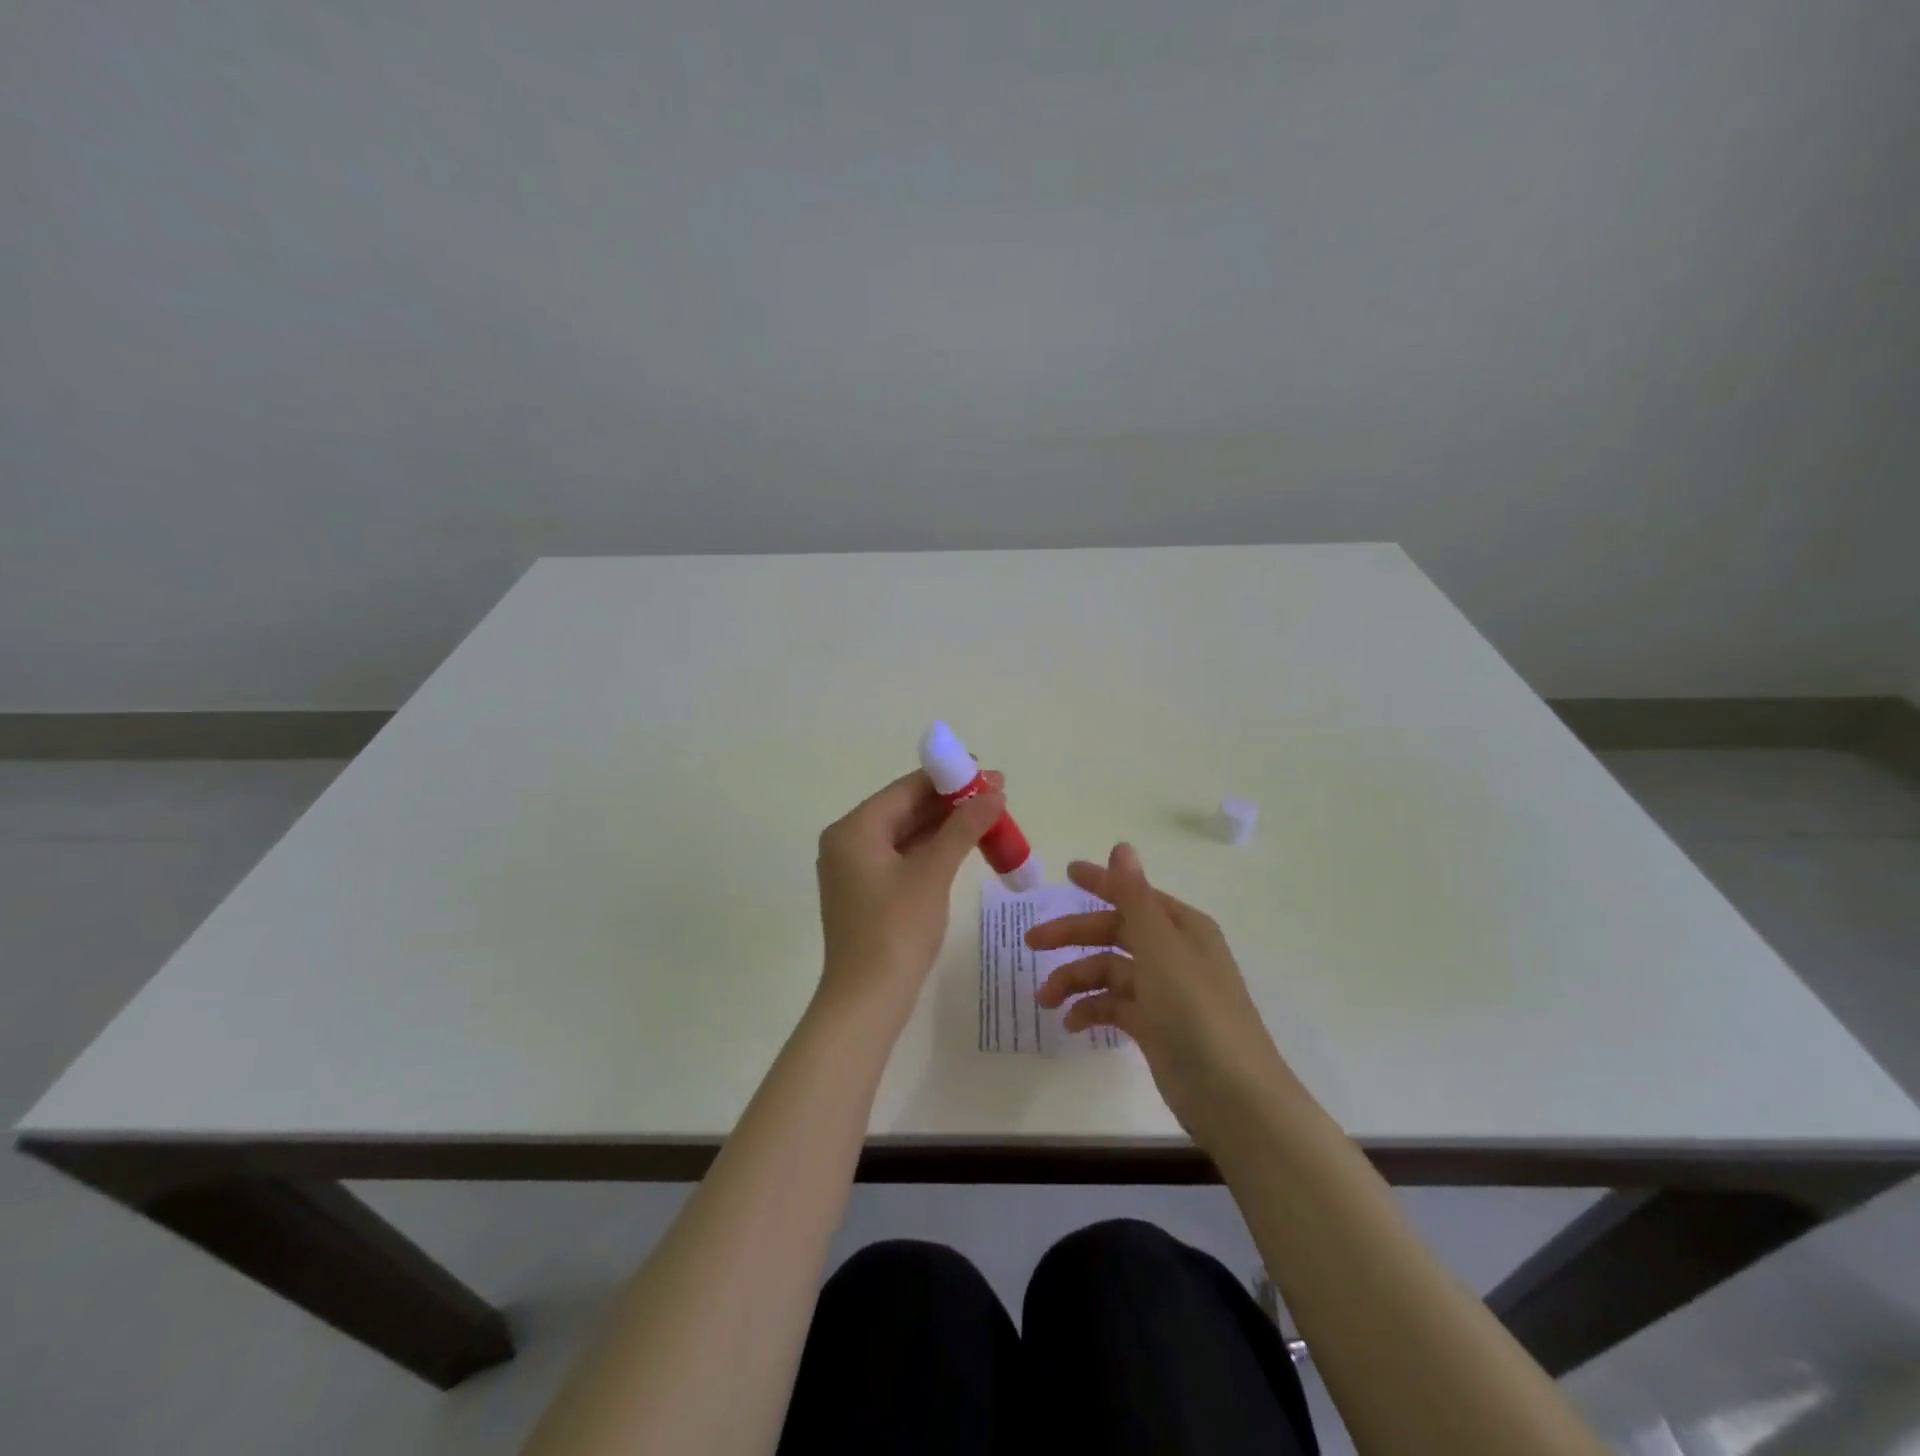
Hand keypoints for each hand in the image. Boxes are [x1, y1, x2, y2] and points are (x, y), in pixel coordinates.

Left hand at [814, 769, 1006, 1031]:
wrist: (867, 1000)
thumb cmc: (896, 929)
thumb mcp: (933, 873)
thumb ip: (963, 827)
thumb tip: (994, 793)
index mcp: (854, 829)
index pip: (906, 789)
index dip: (949, 778)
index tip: (987, 773)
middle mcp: (848, 841)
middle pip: (905, 809)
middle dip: (951, 803)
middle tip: (997, 796)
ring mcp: (855, 869)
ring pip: (906, 834)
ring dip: (946, 826)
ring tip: (989, 818)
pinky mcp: (867, 892)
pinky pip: (902, 857)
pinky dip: (933, 850)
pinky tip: (964, 846)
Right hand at [1026, 843, 1301, 1148]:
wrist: (1234, 1099)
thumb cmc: (1196, 1013)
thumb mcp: (1161, 949)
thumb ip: (1135, 898)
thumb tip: (1122, 848)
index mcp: (1181, 928)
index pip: (1133, 895)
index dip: (1100, 882)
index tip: (1066, 873)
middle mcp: (1173, 954)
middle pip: (1115, 933)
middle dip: (1073, 936)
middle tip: (1032, 943)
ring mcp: (1165, 992)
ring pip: (1110, 972)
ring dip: (1076, 981)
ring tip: (1046, 1001)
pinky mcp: (1156, 1027)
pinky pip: (1115, 1007)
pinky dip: (1092, 1011)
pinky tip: (1071, 1024)